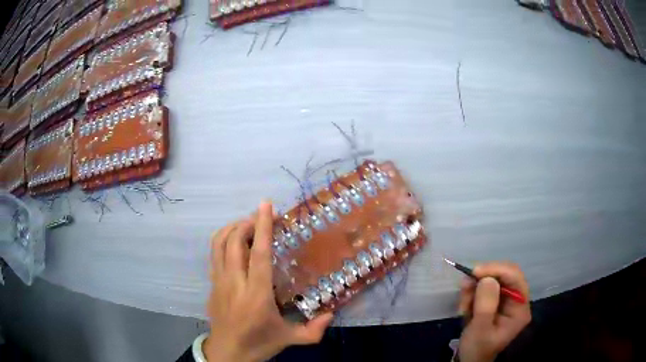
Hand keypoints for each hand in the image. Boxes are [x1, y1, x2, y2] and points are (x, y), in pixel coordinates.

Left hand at [204, 201, 332, 361]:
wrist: (227, 353)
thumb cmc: (258, 344)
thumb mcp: (289, 339)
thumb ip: (313, 330)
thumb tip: (332, 314)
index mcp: (256, 295)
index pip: (258, 254)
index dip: (262, 227)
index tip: (266, 205)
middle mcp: (234, 283)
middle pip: (233, 242)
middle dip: (246, 223)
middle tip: (261, 217)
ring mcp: (218, 282)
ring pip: (218, 244)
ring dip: (232, 228)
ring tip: (247, 226)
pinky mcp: (211, 284)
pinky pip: (213, 254)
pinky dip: (223, 240)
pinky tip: (234, 243)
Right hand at [457, 262, 531, 361]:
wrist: (468, 360)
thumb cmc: (476, 348)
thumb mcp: (480, 329)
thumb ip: (486, 304)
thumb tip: (487, 279)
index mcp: (520, 308)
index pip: (515, 278)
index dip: (497, 270)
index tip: (475, 271)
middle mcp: (516, 301)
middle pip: (504, 276)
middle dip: (483, 279)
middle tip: (465, 285)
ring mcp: (504, 301)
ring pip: (491, 281)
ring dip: (474, 289)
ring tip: (463, 306)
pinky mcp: (493, 302)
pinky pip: (483, 289)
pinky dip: (471, 294)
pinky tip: (464, 307)